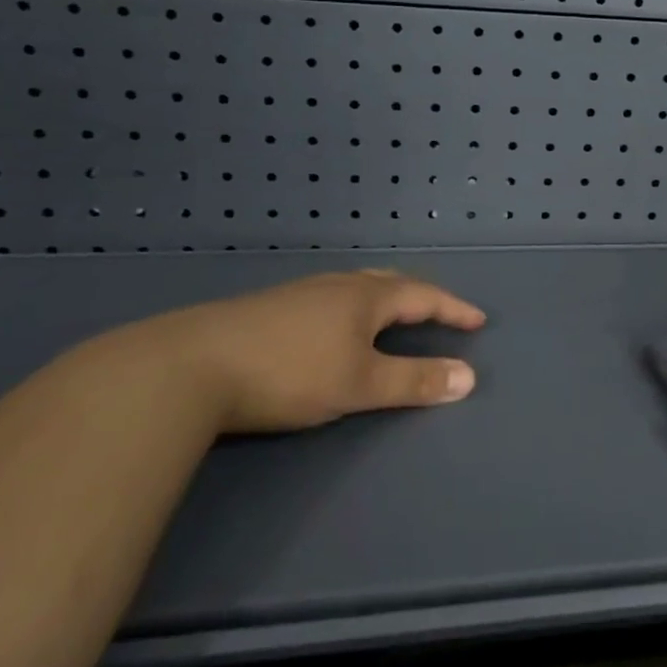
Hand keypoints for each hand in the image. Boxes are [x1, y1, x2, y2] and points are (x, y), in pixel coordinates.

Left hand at [104, 268, 485, 433]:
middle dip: (420, 298)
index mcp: (365, 297)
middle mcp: (337, 286)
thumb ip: (415, 381)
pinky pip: (328, 299)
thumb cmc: (289, 373)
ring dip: (384, 300)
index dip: (453, 309)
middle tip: (439, 311)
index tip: (477, 321)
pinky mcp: (268, 309)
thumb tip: (470, 377)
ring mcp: (299, 293)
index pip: (423, 296)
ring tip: (392, 316)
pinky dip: (351, 308)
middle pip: (390, 283)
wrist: (188, 367)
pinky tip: (332, 327)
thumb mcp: (360, 383)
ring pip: (355, 288)